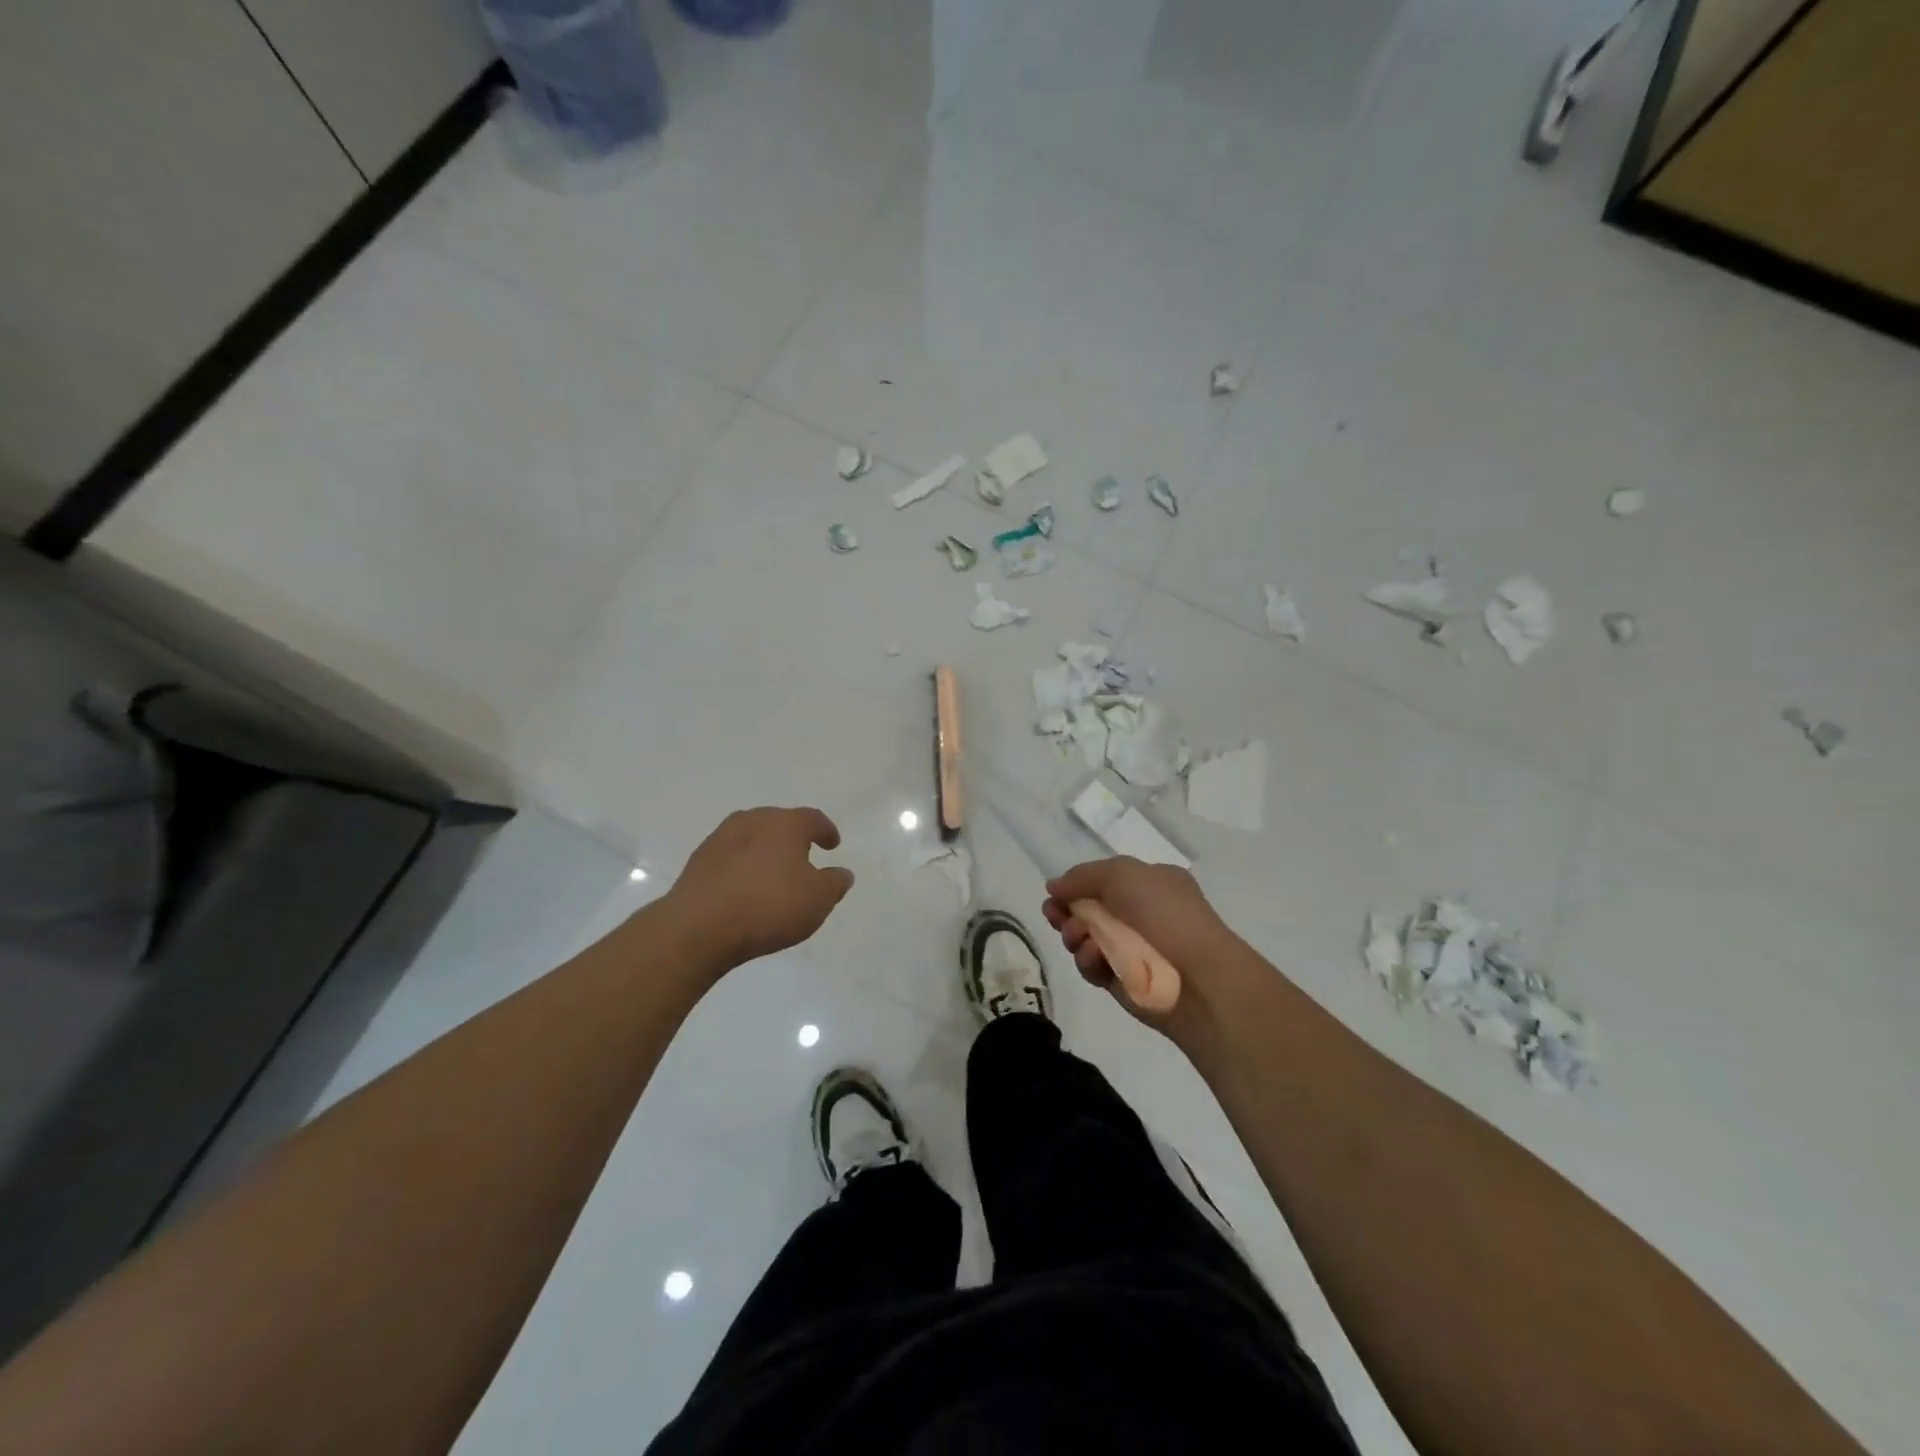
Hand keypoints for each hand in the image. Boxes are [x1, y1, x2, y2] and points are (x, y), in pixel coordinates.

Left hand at [669, 808, 854, 970]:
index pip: (813, 819)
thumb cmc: (769, 906)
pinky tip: (744, 889)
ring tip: (772, 874)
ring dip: (765, 851)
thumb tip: (841, 872)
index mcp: (785, 823)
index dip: (826, 831)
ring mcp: (720, 838)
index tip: (832, 845)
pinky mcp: (698, 861)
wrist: (699, 927)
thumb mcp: (818, 900)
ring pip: (752, 837)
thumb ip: (835, 883)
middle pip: (779, 822)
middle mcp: (752, 820)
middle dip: (793, 838)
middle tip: (803, 857)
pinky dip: (742, 867)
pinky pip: (730, 857)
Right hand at [1043, 858, 1244, 1029]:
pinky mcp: (1123, 980)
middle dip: (1066, 911)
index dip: (1077, 885)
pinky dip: (1089, 961)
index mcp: (1150, 884)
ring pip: (1086, 939)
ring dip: (1074, 935)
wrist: (1197, 977)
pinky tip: (1095, 957)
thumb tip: (1054, 887)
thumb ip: (1082, 876)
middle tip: (1052, 915)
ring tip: (1079, 937)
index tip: (1054, 893)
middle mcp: (1142, 914)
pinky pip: (1094, 967)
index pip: (1104, 880)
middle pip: (1089, 910)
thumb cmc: (1163, 914)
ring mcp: (1132, 949)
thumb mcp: (1121, 874)